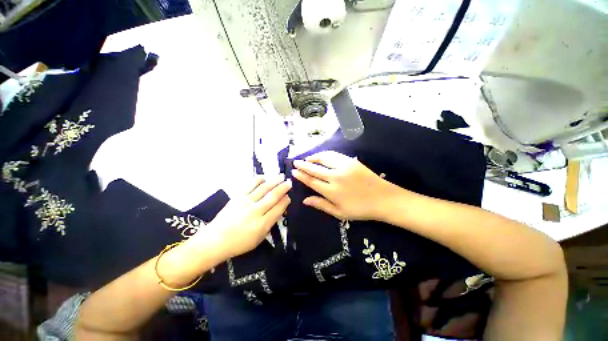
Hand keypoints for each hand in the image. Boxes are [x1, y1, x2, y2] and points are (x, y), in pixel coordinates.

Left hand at [206, 175, 290, 258]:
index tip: (289, 196)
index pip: (278, 208)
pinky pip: (250, 186)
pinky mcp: (237, 197)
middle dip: (283, 188)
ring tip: (281, 176)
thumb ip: (270, 224)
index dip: (285, 201)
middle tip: (289, 183)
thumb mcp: (259, 239)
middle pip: (273, 196)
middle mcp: (256, 211)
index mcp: (263, 224)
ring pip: (263, 189)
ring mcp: (246, 202)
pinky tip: (264, 177)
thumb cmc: (239, 243)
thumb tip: (278, 210)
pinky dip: (258, 180)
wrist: (215, 240)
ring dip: (274, 181)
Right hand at [292, 151, 401, 220]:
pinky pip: (334, 155)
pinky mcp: (351, 161)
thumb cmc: (360, 209)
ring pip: (323, 158)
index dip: (301, 175)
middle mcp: (335, 177)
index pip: (311, 180)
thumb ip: (321, 205)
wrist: (383, 199)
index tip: (294, 171)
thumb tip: (305, 200)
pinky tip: (321, 156)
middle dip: (303, 164)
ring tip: (307, 159)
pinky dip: (325, 154)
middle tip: (295, 162)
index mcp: (332, 191)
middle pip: (314, 168)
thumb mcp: (339, 213)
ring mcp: (344, 167)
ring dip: (313, 157)